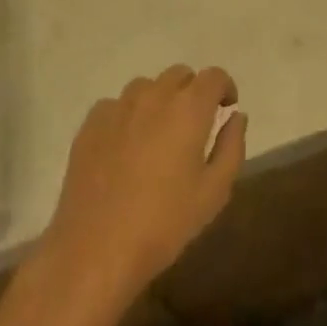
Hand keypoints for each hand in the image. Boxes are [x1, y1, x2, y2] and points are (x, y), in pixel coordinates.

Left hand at [38, 66, 246, 320]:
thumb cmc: (164, 224)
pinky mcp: (90, 125)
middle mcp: (154, 96)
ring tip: (158, 133)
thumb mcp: (214, 192)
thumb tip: (236, 116)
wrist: (95, 251)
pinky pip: (116, 105)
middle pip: (179, 75)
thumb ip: (232, 146)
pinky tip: (126, 145)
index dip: (224, 87)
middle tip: (194, 124)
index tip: (227, 107)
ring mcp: (118, 107)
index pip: (214, 76)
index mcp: (189, 108)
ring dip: (159, 100)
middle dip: (192, 91)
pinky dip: (128, 115)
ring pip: (146, 87)